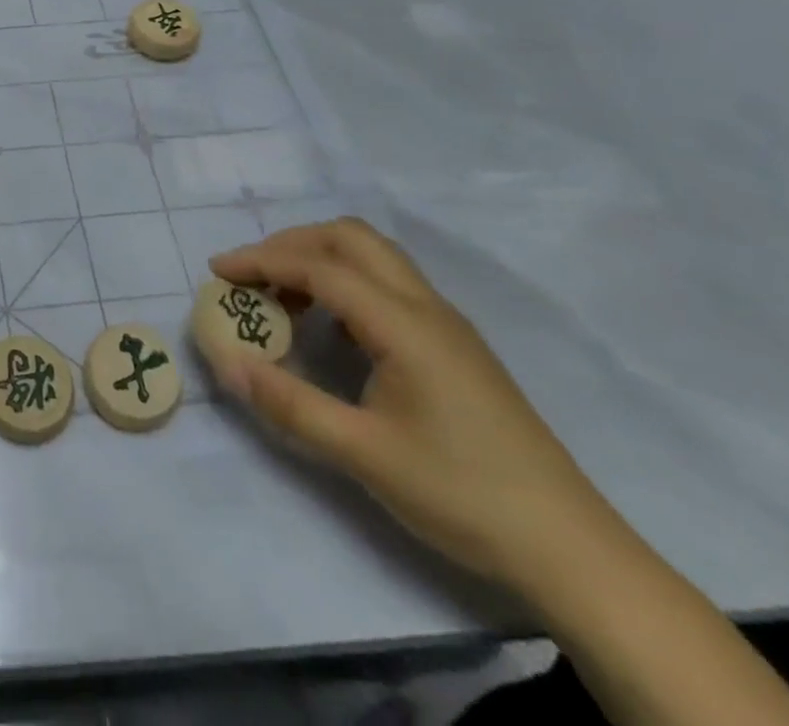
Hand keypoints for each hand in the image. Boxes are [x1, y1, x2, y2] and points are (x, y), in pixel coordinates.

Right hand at [201, 218, 615, 595]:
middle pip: (350, 238)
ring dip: (320, 259)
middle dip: (291, 244)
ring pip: (374, 257)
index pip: (319, 268)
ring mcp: (446, 323)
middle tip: (251, 275)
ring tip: (283, 299)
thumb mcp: (363, 454)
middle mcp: (426, 307)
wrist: (571, 549)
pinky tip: (331, 328)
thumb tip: (226, 364)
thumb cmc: (462, 494)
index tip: (217, 271)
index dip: (262, 261)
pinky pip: (389, 285)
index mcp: (404, 324)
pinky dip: (345, 283)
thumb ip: (289, 403)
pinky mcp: (454, 345)